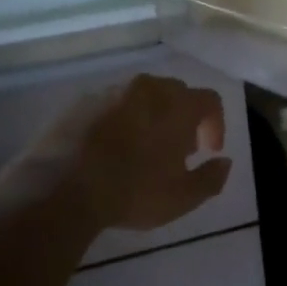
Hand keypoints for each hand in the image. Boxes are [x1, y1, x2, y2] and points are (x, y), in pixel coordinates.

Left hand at [29, 74, 231, 231]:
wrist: (62, 188)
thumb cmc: (133, 191)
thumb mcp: (183, 197)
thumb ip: (212, 178)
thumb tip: (224, 162)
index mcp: (176, 105)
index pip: (210, 100)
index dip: (215, 124)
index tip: (208, 151)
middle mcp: (146, 89)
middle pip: (176, 93)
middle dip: (183, 118)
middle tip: (178, 151)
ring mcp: (110, 92)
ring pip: (142, 97)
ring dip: (151, 117)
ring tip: (143, 150)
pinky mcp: (80, 103)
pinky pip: (111, 105)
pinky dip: (120, 120)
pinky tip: (111, 149)